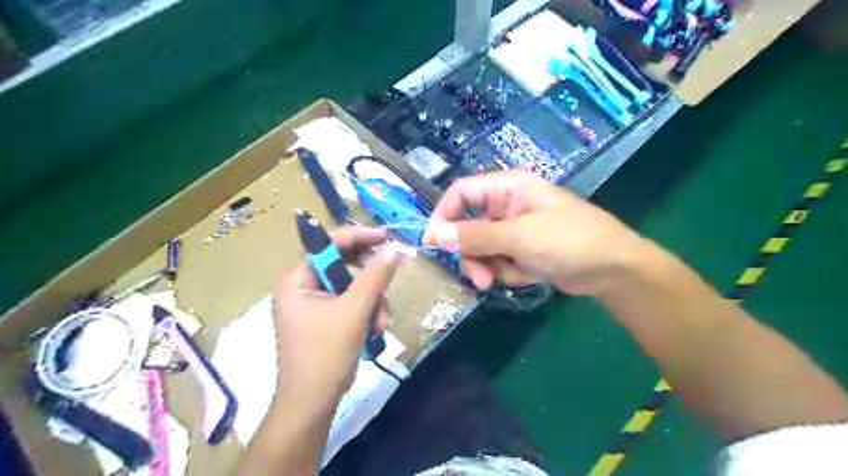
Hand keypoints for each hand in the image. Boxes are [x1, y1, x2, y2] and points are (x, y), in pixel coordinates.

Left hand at [274, 228, 400, 411]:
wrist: (312, 403)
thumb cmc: (325, 355)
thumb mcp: (354, 312)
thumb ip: (374, 277)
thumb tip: (394, 250)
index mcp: (297, 278)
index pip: (328, 244)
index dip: (359, 236)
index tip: (386, 238)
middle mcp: (302, 285)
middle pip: (343, 264)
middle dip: (369, 280)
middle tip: (388, 285)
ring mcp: (314, 302)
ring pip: (353, 285)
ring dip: (372, 301)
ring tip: (380, 323)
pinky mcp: (324, 316)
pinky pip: (351, 301)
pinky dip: (366, 312)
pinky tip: (374, 329)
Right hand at [420, 172, 647, 292]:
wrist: (613, 269)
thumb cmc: (568, 241)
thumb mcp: (519, 237)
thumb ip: (475, 236)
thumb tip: (434, 235)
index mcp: (508, 188)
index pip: (461, 193)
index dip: (443, 215)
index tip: (432, 243)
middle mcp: (507, 206)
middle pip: (468, 226)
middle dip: (470, 253)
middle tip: (479, 277)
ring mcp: (515, 230)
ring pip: (482, 247)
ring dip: (487, 266)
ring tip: (499, 281)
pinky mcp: (523, 250)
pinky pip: (499, 260)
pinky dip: (507, 271)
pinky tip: (527, 275)